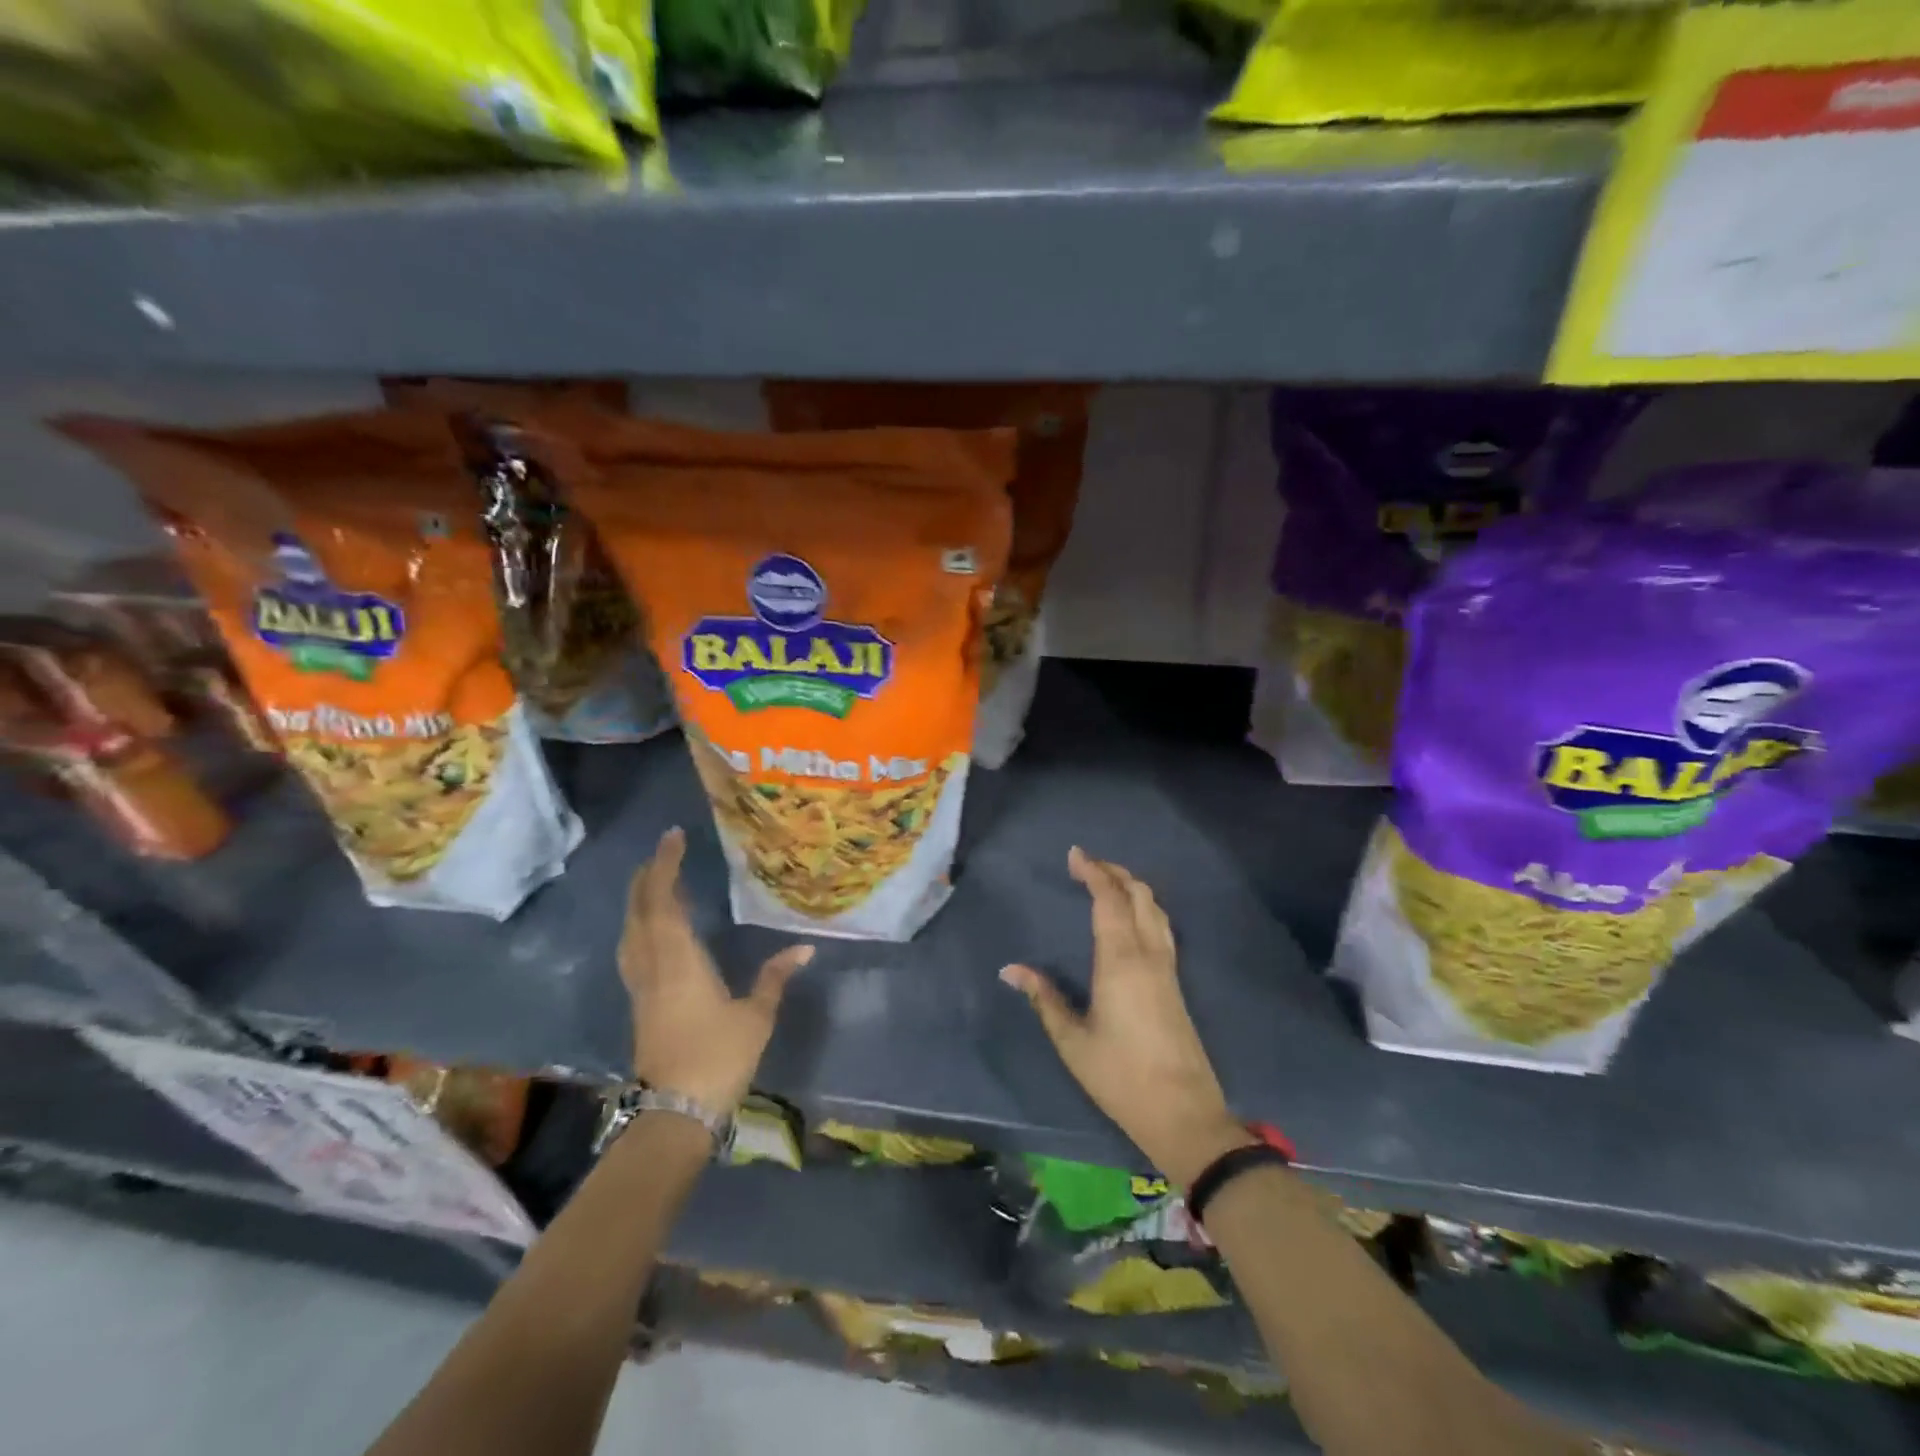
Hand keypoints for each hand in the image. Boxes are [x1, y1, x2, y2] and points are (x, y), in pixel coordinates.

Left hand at [619, 827, 812, 1109]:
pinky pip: (633, 951)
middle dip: (647, 877)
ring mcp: (641, 986)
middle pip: (640, 912)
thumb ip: (775, 978)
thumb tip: (805, 948)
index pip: (664, 901)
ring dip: (638, 901)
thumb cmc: (718, 1058)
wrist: (675, 1112)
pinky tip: (650, 930)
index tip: (673, 837)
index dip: (665, 866)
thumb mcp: (755, 1016)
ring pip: (630, 932)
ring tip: (653, 882)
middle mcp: (653, 966)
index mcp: (679, 960)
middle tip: (663, 852)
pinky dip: (639, 927)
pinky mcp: (640, 1004)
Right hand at [1001, 847, 1249, 1187]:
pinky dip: (1144, 907)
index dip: (1094, 872)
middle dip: (1114, 872)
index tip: (1075, 854)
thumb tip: (1010, 970)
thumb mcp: (1073, 1041)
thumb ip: (1044, 999)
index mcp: (1121, 960)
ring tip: (1108, 881)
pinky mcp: (1175, 982)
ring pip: (1155, 909)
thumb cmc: (1121, 1076)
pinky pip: (1161, 926)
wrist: (1184, 1112)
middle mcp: (1148, 954)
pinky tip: (1133, 917)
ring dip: (1132, 887)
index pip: (1109, 900)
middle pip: (1138, 895)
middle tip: (1087, 864)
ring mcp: (1167, 967)